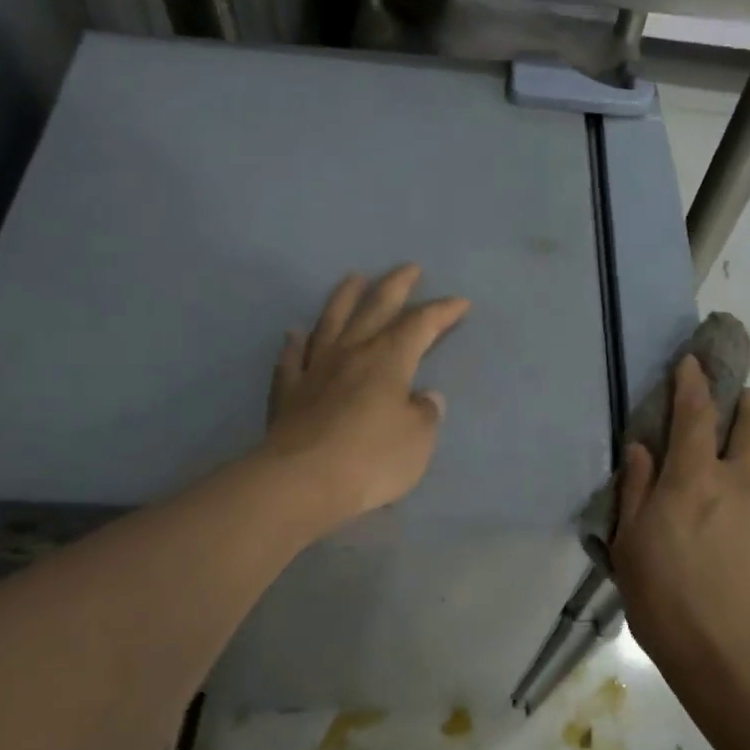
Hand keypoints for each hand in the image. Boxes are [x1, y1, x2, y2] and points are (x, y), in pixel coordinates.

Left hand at [264, 266, 469, 532]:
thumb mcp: (418, 439)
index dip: (443, 311)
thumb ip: (425, 413)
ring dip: (344, 298)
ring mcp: (315, 369)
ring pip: (331, 322)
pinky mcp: (288, 392)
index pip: (421, 324)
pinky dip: (295, 343)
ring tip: (353, 279)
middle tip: (409, 268)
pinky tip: (295, 333)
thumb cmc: (372, 459)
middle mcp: (352, 352)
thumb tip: (424, 397)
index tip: (461, 302)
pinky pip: (291, 359)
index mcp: (389, 359)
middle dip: (396, 285)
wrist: (302, 481)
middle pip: (375, 308)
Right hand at [611, 356, 749, 709]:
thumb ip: (636, 487)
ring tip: (711, 493)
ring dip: (740, 458)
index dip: (693, 381)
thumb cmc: (662, 596)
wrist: (727, 656)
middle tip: (733, 402)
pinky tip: (721, 537)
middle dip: (748, 401)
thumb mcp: (630, 541)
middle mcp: (737, 483)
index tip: (691, 362)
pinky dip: (741, 500)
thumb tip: (642, 448)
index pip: (697, 412)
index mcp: (693, 479)